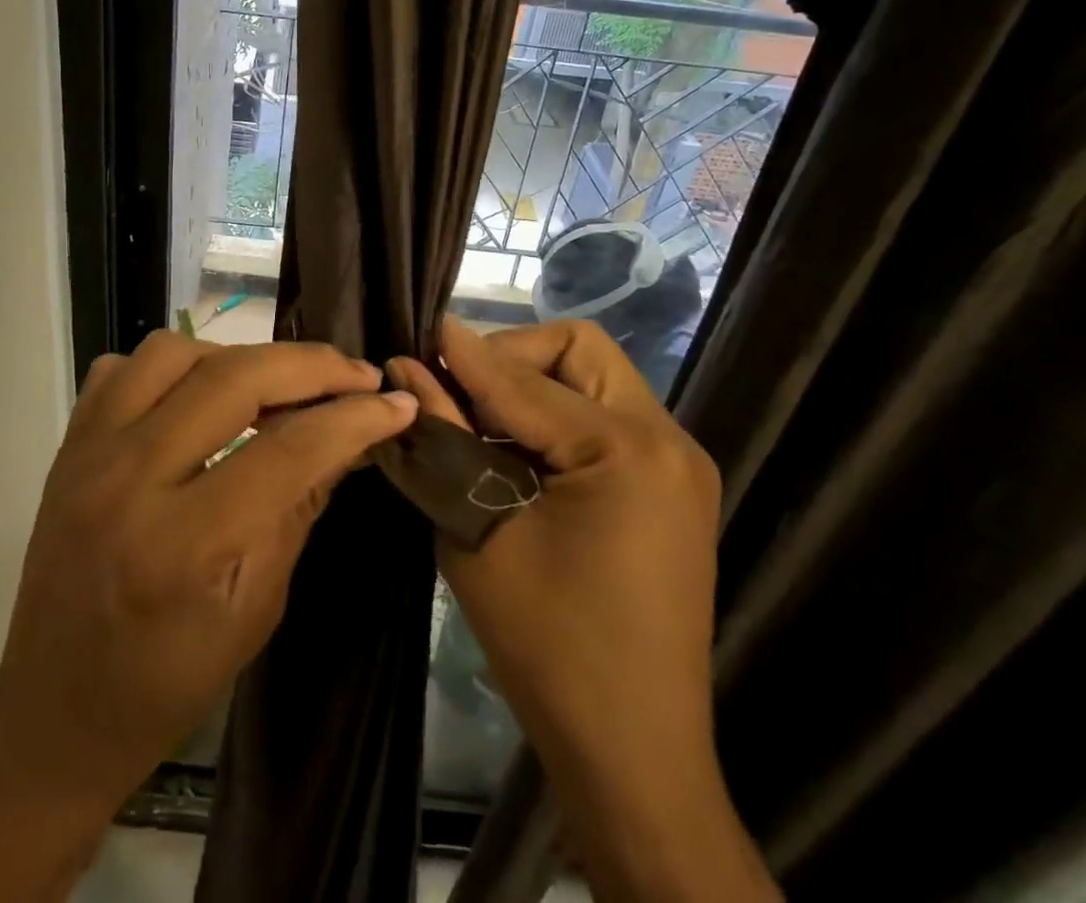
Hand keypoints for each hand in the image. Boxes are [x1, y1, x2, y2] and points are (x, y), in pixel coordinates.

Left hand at [0, 332, 416, 803]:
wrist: (54, 714)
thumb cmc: (166, 683)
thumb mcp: (255, 610)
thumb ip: (300, 508)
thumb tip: (350, 435)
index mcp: (182, 546)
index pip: (286, 451)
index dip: (352, 419)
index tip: (395, 402)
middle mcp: (128, 481)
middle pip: (233, 379)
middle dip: (309, 366)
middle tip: (355, 374)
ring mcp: (87, 453)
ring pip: (173, 351)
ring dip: (238, 357)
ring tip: (274, 386)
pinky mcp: (68, 444)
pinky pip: (122, 367)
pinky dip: (173, 367)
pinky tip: (201, 396)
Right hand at [389, 318, 776, 902]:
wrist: (632, 752)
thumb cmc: (548, 644)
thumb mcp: (479, 530)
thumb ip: (445, 436)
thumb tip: (408, 365)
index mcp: (627, 450)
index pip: (525, 378)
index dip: (465, 354)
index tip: (419, 332)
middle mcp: (667, 441)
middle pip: (579, 351)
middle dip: (512, 356)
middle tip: (460, 390)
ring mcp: (677, 465)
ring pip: (594, 380)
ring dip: (532, 386)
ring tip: (479, 422)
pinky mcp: (669, 488)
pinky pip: (606, 419)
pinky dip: (556, 418)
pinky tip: (517, 453)